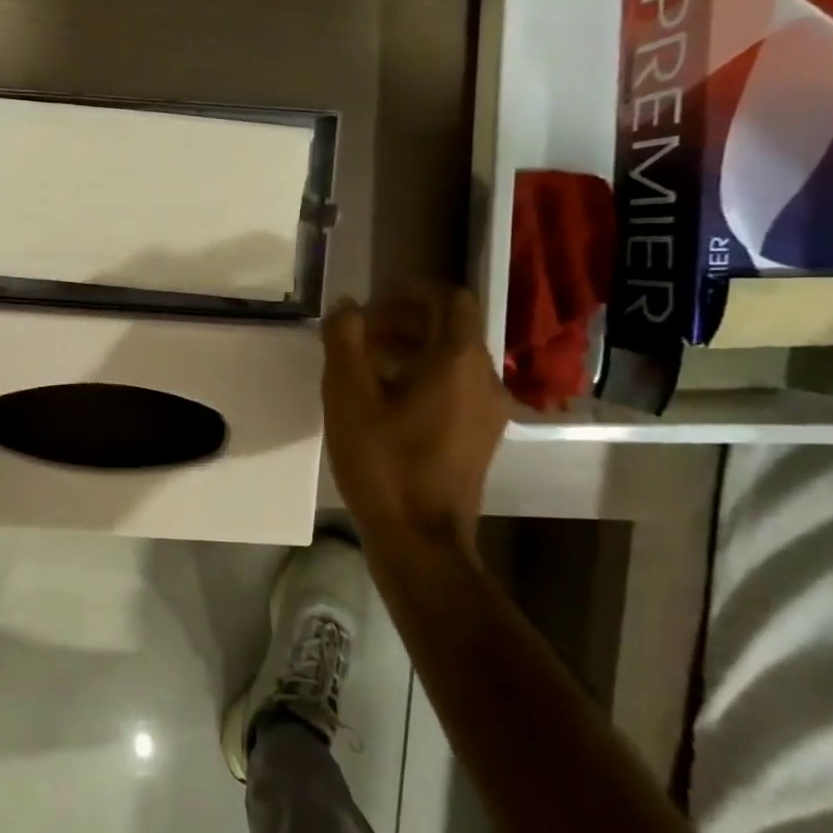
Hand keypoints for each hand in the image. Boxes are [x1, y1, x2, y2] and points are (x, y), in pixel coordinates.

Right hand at [320, 280, 508, 549]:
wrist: (420, 540)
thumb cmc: (382, 462)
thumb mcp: (348, 396)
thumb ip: (344, 340)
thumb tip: (347, 305)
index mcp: (458, 361)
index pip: (450, 300)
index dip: (411, 293)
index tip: (374, 303)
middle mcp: (485, 379)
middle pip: (452, 329)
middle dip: (405, 321)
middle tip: (360, 334)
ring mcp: (488, 412)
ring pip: (453, 361)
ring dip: (412, 350)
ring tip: (366, 366)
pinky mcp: (480, 438)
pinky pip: (456, 389)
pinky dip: (424, 378)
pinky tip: (386, 402)